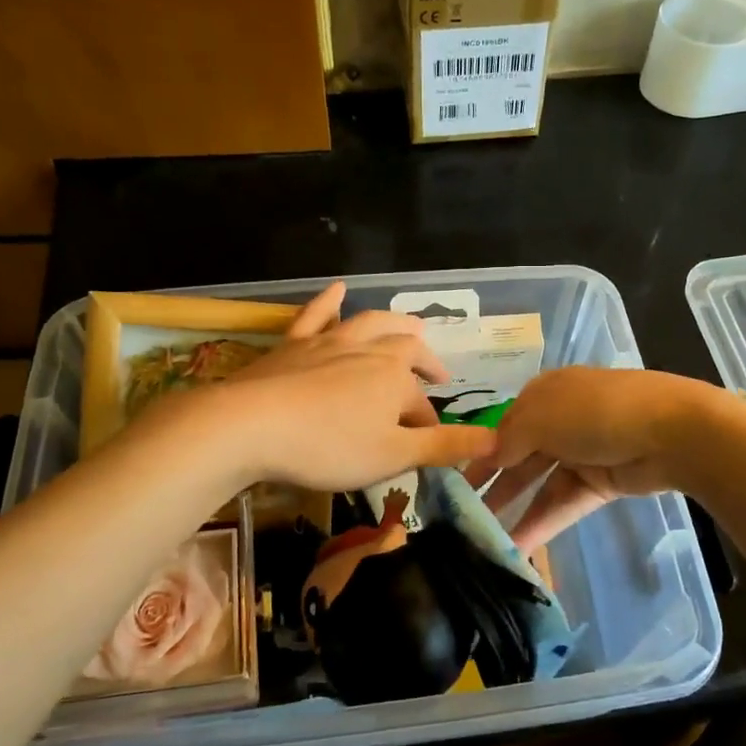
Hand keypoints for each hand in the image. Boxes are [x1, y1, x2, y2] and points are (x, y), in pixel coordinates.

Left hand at [213, 282, 495, 489]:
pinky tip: (338, 289)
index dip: (428, 426)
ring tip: (412, 326)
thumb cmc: (328, 446)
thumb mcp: (393, 456)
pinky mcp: (293, 344)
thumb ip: (444, 447)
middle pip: (406, 351)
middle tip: (437, 374)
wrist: (249, 425)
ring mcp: (329, 342)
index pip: (421, 406)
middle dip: (424, 363)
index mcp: (396, 378)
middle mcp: (369, 351)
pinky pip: (316, 315)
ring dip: (394, 325)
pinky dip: (330, 301)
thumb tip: (495, 440)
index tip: (427, 447)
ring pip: (370, 325)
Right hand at [466, 367, 717, 551]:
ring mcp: (583, 452)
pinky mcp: (600, 483)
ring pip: (539, 483)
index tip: (453, 481)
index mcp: (545, 393)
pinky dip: (542, 522)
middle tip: (460, 516)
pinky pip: (563, 502)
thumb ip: (507, 440)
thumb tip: (488, 456)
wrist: (672, 431)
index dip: (479, 452)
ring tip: (483, 539)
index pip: (503, 425)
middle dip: (492, 484)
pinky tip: (518, 546)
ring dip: (514, 509)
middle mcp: (561, 420)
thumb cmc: (595, 413)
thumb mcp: (539, 417)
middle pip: (519, 455)